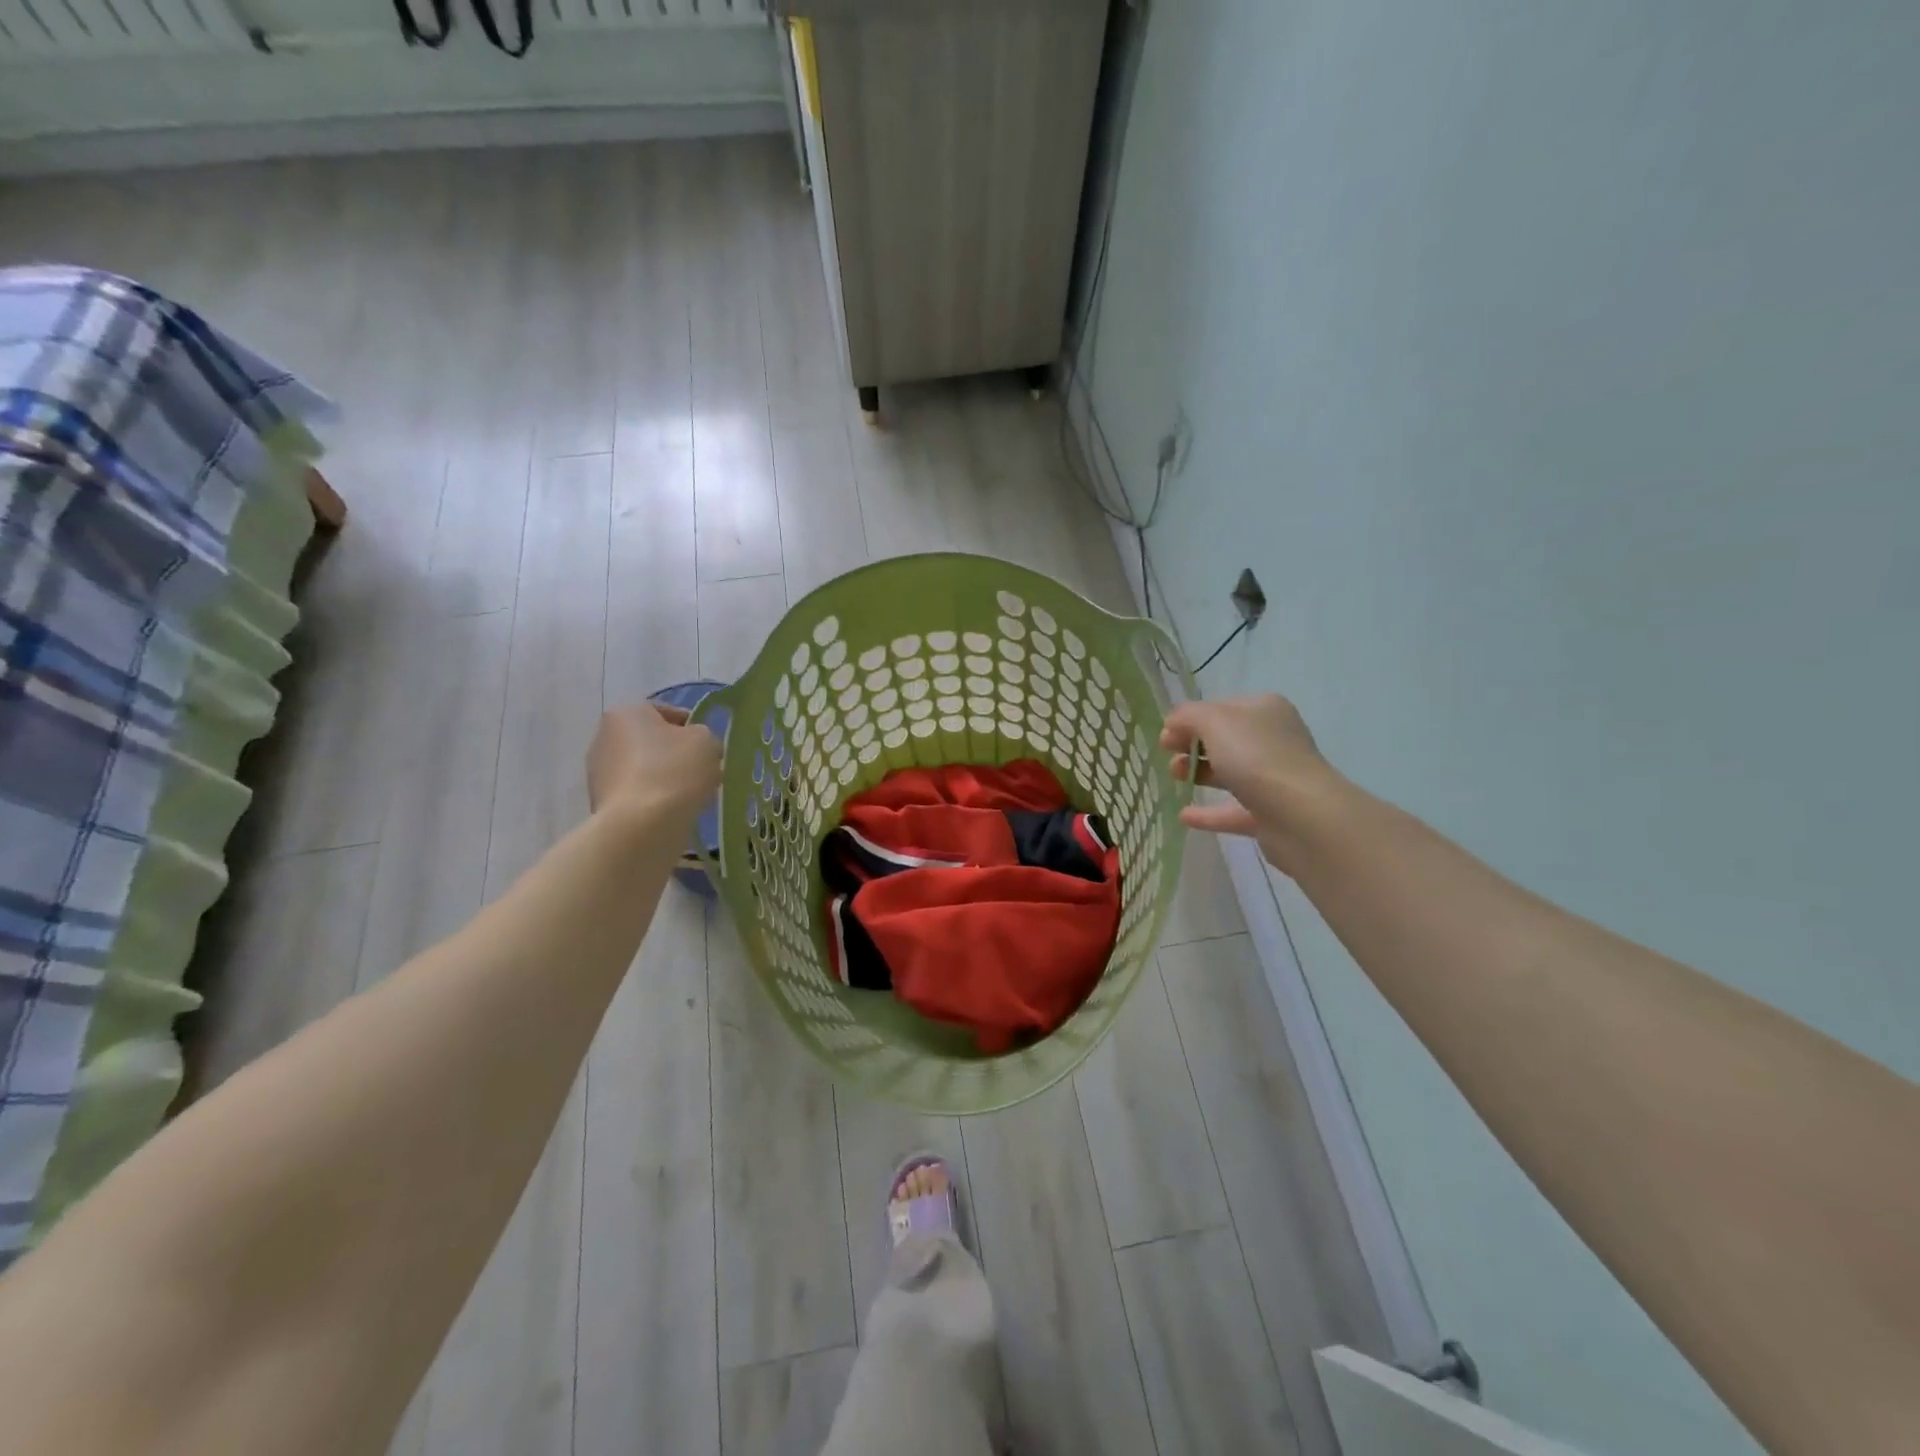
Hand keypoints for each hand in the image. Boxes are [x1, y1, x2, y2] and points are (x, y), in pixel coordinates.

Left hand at [586, 703, 721, 819]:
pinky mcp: (601, 803)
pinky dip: (653, 799)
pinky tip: (672, 812)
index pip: (666, 712)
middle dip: (676, 754)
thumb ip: (704, 737)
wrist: (640, 827)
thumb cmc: (674, 771)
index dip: (692, 727)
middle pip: (652, 741)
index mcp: (626, 713)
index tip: (709, 746)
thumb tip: (697, 748)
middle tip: (702, 770)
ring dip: (665, 778)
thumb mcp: (707, 742)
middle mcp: (604, 737)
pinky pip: (637, 794)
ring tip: (690, 795)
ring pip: (644, 769)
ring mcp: (599, 772)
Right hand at [1160, 694, 1341, 871]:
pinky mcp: (1270, 814)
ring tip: (1173, 777)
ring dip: (1199, 773)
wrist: (1300, 815)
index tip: (1166, 735)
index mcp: (1264, 710)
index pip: (1221, 707)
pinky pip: (1233, 810)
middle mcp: (1273, 740)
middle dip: (1192, 745)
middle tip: (1168, 754)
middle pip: (1225, 739)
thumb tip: (1172, 725)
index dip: (1190, 718)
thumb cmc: (1255, 756)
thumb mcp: (1213, 721)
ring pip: (1230, 772)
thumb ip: (1187, 716)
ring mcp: (1274, 778)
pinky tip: (1184, 815)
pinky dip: (1209, 812)